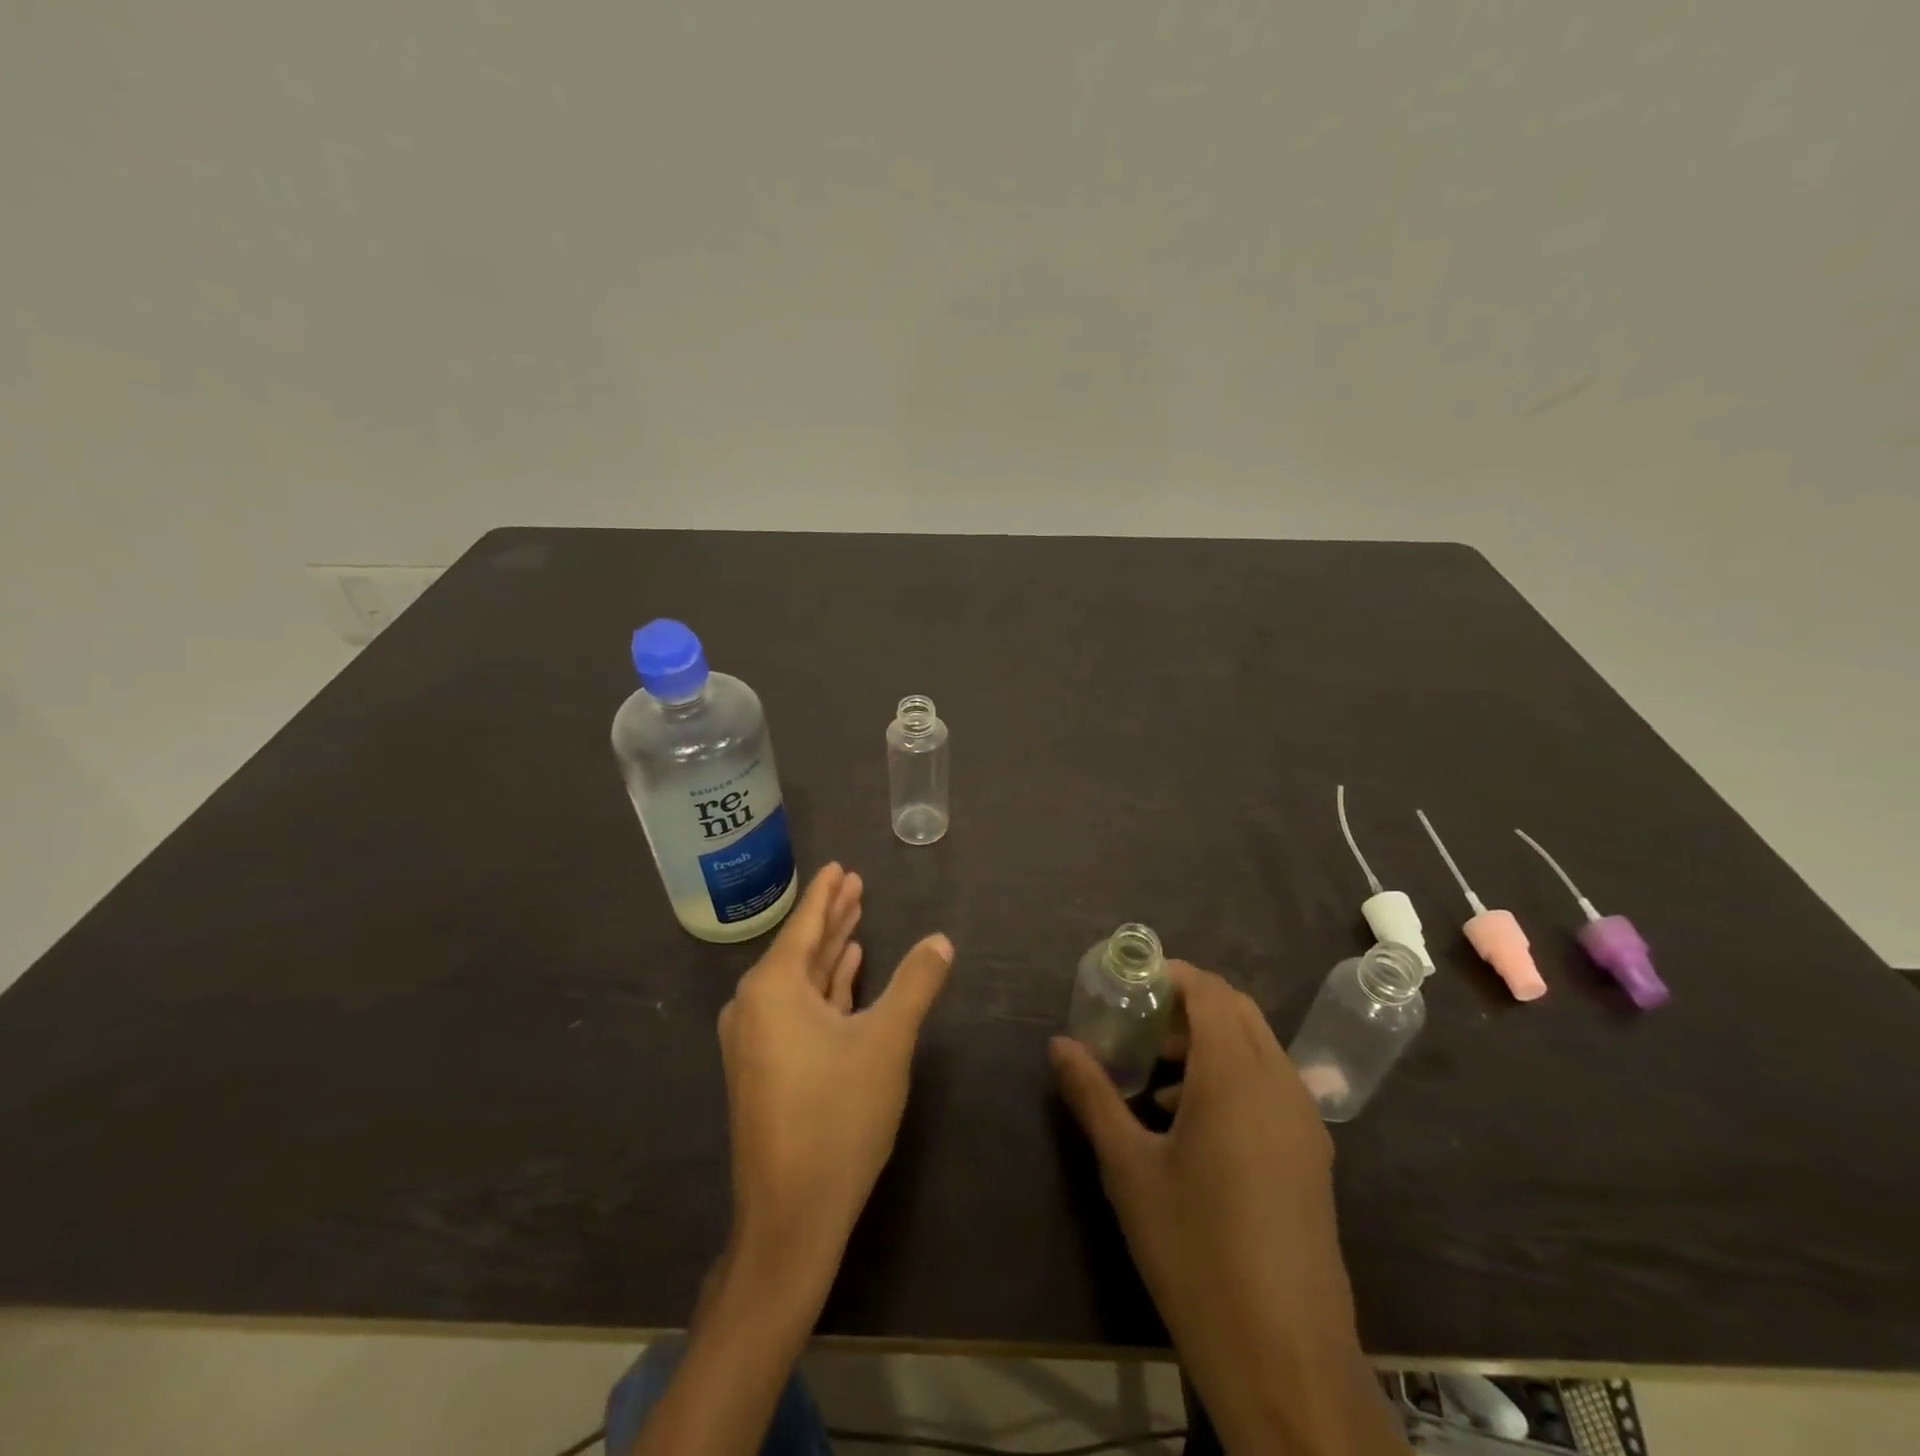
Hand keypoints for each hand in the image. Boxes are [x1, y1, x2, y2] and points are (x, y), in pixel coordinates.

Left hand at [717, 863, 953, 1299]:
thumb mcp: (888, 1041)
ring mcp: (757, 1039)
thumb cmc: (838, 1116)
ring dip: (831, 951)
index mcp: (773, 988)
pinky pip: (798, 1009)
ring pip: (802, 980)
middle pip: (802, 947)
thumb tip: (941, 940)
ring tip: (856, 919)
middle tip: (856, 884)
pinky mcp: (766, 1067)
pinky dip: (825, 988)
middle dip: (832, 917)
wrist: (792, 1216)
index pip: (806, 924)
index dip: (827, 894)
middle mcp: (754, 1005)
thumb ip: (915, 983)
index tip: (839, 866)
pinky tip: (847, 972)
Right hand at [1051, 961, 1401, 1452]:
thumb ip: (1093, 1095)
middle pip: (1237, 1010)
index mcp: (1235, 1076)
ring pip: (1257, 1047)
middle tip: (1138, 1023)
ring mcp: (1303, 1121)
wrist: (1285, 1358)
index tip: (1130, 982)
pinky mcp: (1312, 1155)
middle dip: (1188, 1004)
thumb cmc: (1195, 1251)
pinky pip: (1270, 1084)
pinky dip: (1232, 1075)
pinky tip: (1189, 1123)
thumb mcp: (1128, 1169)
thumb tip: (1059, 1045)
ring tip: (1153, 1075)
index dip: (1172, 974)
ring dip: (1209, 1041)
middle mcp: (1278, 1083)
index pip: (1209, 991)